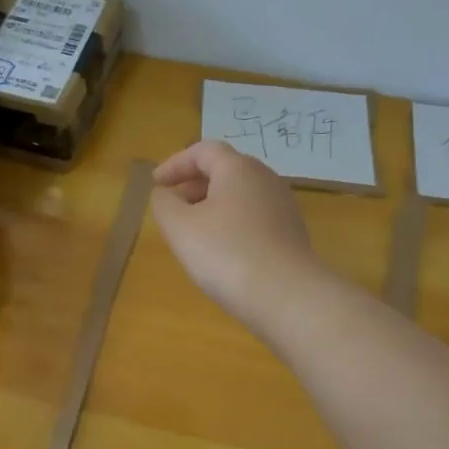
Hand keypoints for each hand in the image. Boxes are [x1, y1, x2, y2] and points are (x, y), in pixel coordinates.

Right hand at [151, 140, 323, 330]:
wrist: (287, 297)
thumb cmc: (226, 253)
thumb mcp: (180, 227)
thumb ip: (164, 204)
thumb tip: (164, 194)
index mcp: (238, 169)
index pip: (203, 150)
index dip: (175, 163)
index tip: (156, 184)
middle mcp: (265, 179)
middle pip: (225, 169)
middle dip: (194, 184)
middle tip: (173, 206)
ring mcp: (283, 207)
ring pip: (240, 195)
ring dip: (212, 205)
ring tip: (193, 231)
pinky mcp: (291, 233)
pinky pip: (254, 217)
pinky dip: (231, 223)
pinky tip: (222, 251)